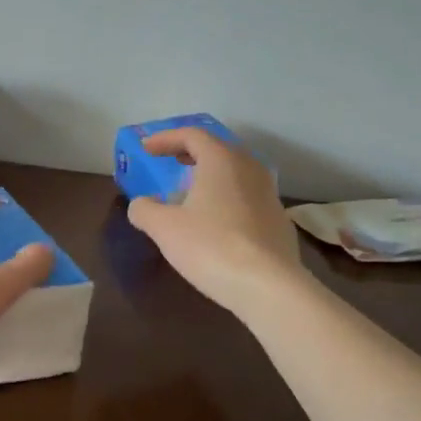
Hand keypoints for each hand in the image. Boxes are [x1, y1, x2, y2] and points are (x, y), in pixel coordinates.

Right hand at [126, 128, 306, 316]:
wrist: (268, 286)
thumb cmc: (211, 246)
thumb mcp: (165, 228)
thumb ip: (145, 210)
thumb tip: (141, 205)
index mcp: (221, 160)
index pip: (192, 135)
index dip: (166, 138)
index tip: (146, 148)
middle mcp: (250, 169)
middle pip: (219, 149)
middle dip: (192, 152)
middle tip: (172, 160)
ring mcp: (269, 195)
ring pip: (237, 172)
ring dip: (212, 175)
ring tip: (193, 190)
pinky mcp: (279, 221)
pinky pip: (248, 197)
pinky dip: (227, 197)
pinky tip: (217, 221)